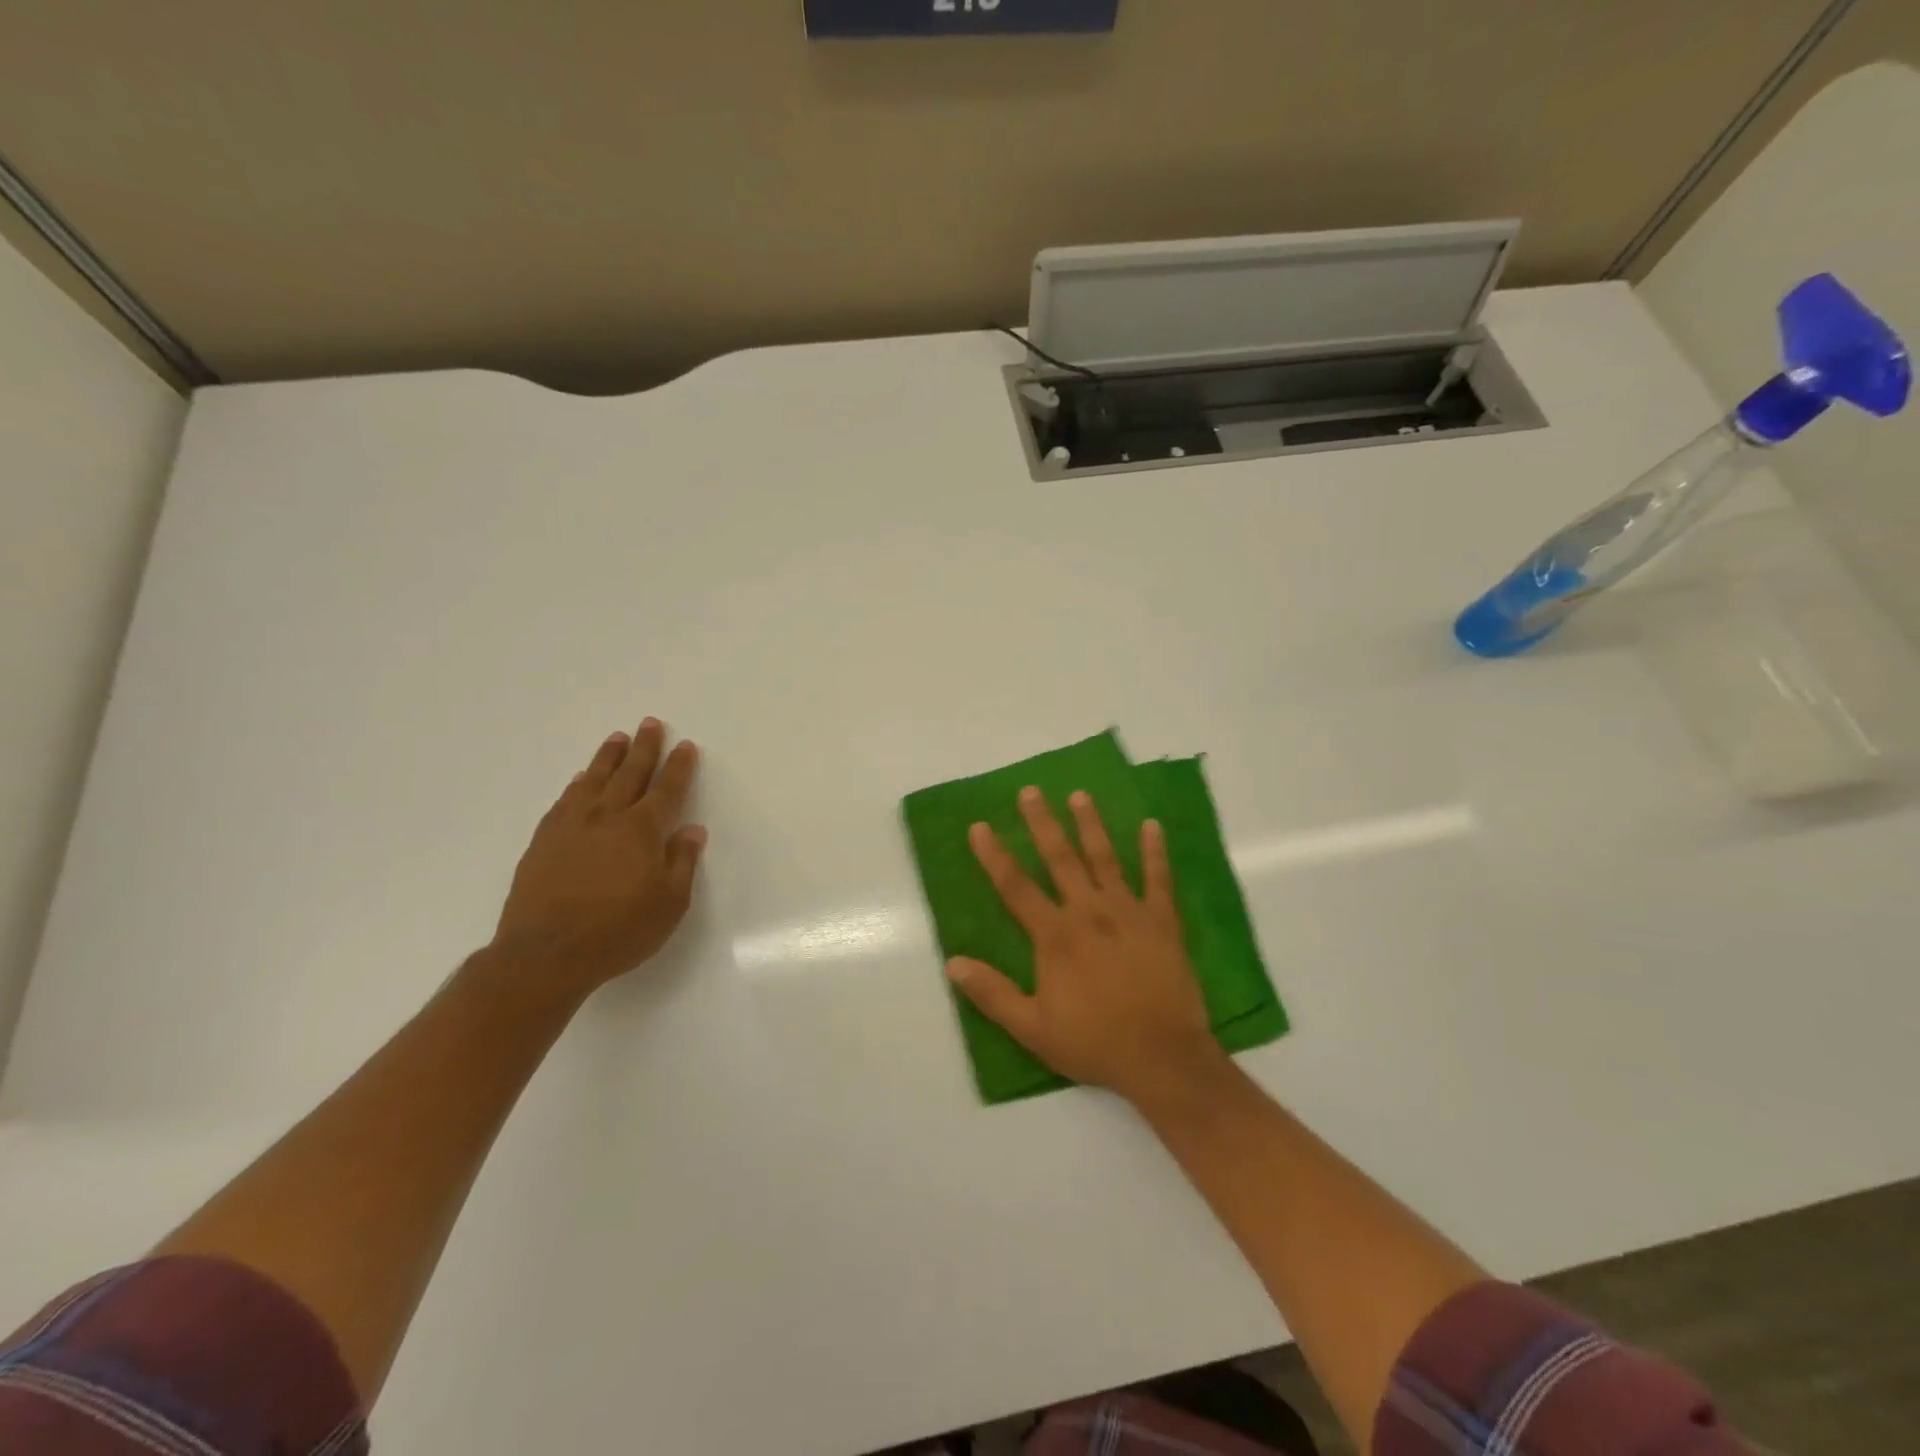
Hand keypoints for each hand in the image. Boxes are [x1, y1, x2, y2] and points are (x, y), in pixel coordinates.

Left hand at [492, 718, 705, 1000]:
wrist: (545, 954)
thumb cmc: (618, 931)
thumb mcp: (669, 903)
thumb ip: (682, 863)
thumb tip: (692, 830)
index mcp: (643, 831)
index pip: (667, 789)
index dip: (679, 766)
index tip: (685, 746)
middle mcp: (608, 818)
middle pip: (630, 773)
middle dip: (644, 748)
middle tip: (651, 724)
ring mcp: (572, 826)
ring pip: (595, 780)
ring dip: (609, 757)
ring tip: (617, 738)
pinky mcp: (544, 840)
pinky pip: (565, 800)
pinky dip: (577, 784)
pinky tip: (581, 779)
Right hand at [946, 787, 1225, 1105]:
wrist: (1163, 1058)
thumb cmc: (1095, 1043)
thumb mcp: (1033, 1028)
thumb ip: (992, 994)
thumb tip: (952, 963)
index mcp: (1055, 936)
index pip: (1016, 887)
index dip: (994, 855)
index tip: (979, 826)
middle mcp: (1089, 912)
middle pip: (1060, 859)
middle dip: (1043, 823)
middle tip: (1031, 791)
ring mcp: (1129, 912)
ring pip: (1105, 858)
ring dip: (1091, 825)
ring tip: (1080, 795)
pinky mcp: (1162, 921)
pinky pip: (1158, 879)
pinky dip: (1155, 852)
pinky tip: (1151, 825)